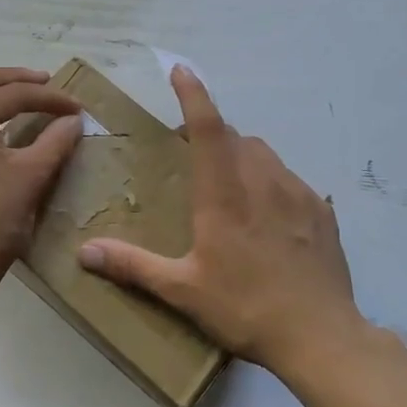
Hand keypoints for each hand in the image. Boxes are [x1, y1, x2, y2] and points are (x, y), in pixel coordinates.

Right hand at [78, 67, 367, 374]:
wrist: (321, 337)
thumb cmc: (245, 308)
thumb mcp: (182, 291)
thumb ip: (133, 266)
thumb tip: (84, 252)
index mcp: (224, 193)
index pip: (208, 128)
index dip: (193, 95)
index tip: (181, 70)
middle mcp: (262, 181)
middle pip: (236, 138)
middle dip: (212, 137)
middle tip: (192, 160)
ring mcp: (298, 194)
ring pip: (265, 156)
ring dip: (243, 158)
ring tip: (231, 188)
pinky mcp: (322, 212)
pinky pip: (290, 180)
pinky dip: (272, 183)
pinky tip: (269, 218)